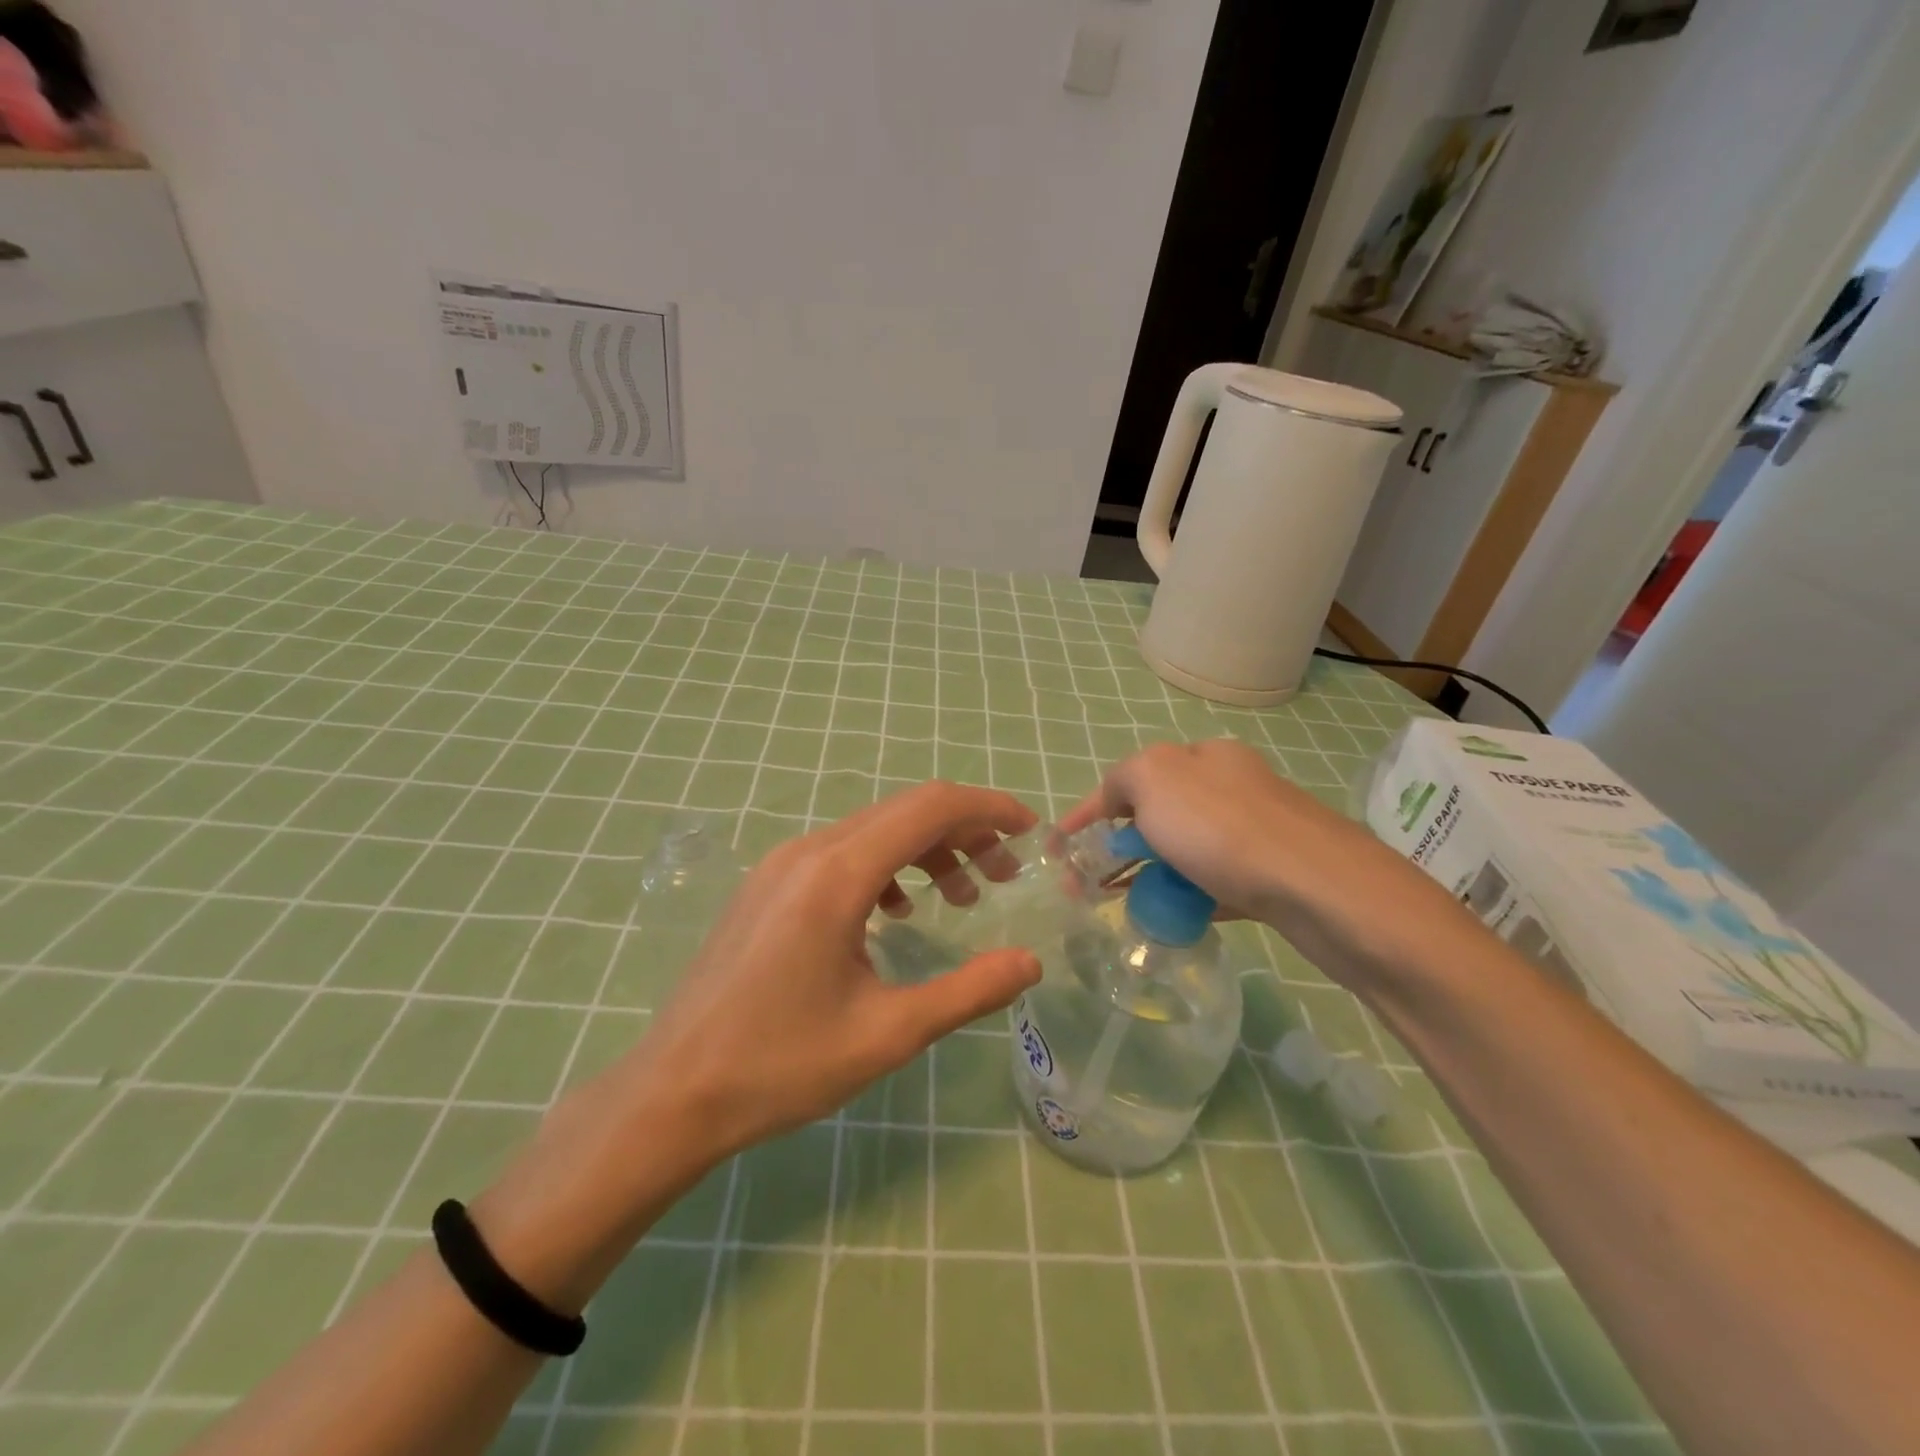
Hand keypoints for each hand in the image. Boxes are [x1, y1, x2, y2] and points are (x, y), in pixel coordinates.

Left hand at [625, 780, 1043, 1160]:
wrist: (672, 1093)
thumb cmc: (781, 1066)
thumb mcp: (888, 1033)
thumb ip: (968, 992)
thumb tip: (1030, 964)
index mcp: (838, 874)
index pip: (930, 807)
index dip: (989, 809)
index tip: (1031, 832)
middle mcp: (808, 850)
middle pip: (904, 811)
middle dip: (965, 831)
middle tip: (1006, 874)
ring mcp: (781, 864)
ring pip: (872, 830)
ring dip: (926, 849)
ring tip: (961, 895)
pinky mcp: (767, 884)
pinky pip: (841, 853)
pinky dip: (885, 866)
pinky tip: (896, 912)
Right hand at [1060, 739, 1466, 982]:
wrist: (1321, 888)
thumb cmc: (1223, 829)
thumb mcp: (1153, 780)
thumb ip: (1122, 781)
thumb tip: (1120, 802)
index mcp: (1201, 756)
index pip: (1129, 777)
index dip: (1088, 810)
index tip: (1058, 847)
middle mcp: (1231, 784)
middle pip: (1158, 814)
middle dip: (1118, 845)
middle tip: (1088, 883)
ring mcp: (1256, 830)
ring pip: (1186, 850)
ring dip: (1149, 872)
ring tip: (1122, 905)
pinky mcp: (1272, 873)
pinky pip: (1214, 882)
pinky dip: (1186, 895)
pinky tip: (1170, 917)